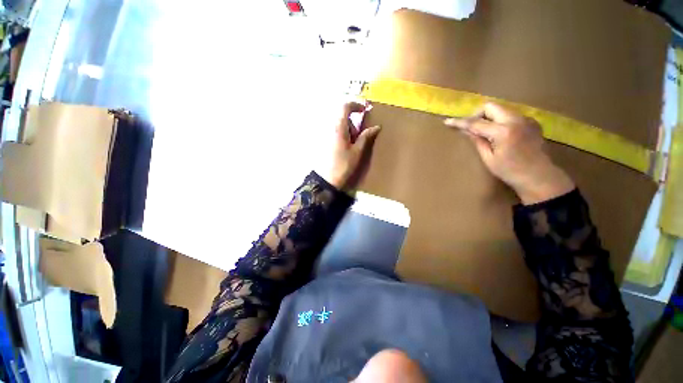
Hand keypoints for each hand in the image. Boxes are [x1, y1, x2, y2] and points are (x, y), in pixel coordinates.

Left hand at [324, 102, 380, 189]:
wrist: (327, 180)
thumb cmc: (343, 165)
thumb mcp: (357, 151)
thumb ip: (366, 137)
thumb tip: (376, 126)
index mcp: (339, 128)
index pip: (345, 107)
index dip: (356, 105)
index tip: (365, 111)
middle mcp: (330, 128)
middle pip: (343, 118)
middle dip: (353, 125)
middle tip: (358, 139)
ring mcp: (325, 135)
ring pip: (339, 126)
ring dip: (348, 132)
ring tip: (351, 147)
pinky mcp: (324, 141)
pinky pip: (335, 133)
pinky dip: (342, 136)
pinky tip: (344, 149)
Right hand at [445, 102, 574, 204]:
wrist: (539, 176)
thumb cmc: (510, 171)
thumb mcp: (488, 158)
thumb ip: (477, 140)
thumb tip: (465, 130)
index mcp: (503, 132)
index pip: (476, 123)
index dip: (460, 122)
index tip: (448, 121)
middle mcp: (516, 120)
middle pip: (490, 106)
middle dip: (477, 114)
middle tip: (472, 127)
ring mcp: (526, 119)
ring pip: (501, 108)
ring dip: (489, 117)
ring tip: (485, 131)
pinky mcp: (532, 121)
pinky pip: (511, 115)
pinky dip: (501, 120)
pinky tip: (500, 133)